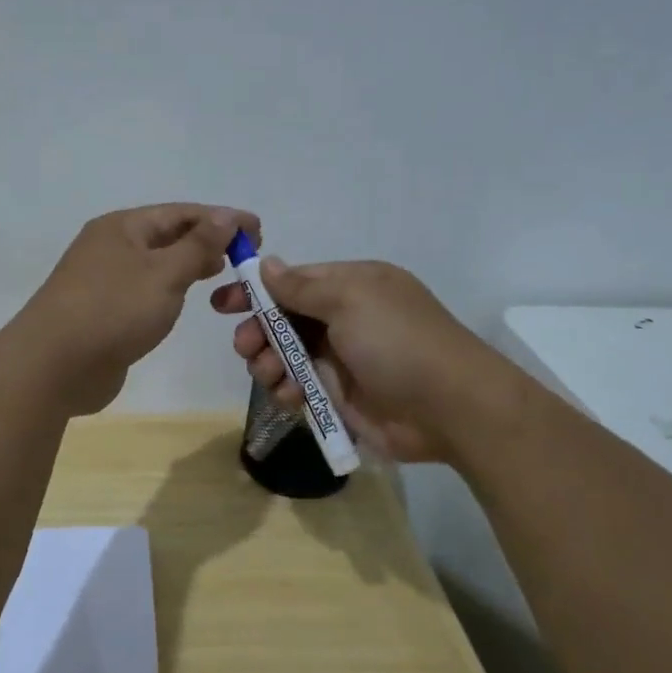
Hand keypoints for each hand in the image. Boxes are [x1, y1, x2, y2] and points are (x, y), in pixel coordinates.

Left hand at [19, 204, 260, 414]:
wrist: (54, 366)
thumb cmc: (113, 310)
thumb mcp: (164, 273)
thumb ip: (198, 245)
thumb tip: (226, 216)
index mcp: (122, 227)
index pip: (181, 213)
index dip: (221, 219)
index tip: (258, 230)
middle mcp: (110, 247)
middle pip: (166, 235)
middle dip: (206, 241)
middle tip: (245, 255)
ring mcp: (103, 281)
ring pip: (155, 265)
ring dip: (188, 265)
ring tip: (221, 273)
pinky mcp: (102, 313)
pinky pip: (144, 292)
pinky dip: (169, 290)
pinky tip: (184, 301)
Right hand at [210, 256, 506, 461]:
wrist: (449, 408)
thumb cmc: (398, 342)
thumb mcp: (350, 300)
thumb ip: (302, 286)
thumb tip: (268, 264)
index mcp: (351, 286)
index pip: (293, 282)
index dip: (256, 292)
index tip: (222, 304)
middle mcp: (344, 319)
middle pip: (283, 320)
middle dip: (258, 331)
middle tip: (245, 346)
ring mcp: (341, 359)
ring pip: (285, 355)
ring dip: (268, 363)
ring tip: (268, 374)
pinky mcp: (339, 396)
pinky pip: (298, 387)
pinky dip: (286, 390)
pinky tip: (289, 396)